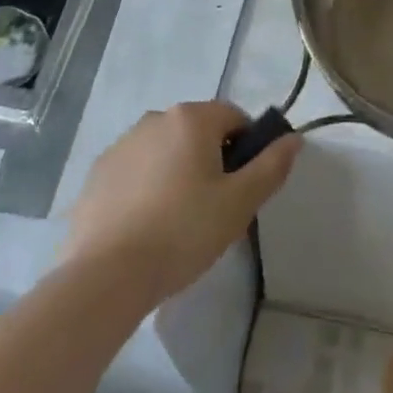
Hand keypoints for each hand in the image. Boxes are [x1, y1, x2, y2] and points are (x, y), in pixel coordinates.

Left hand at [61, 101, 301, 307]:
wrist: (106, 275)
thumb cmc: (182, 232)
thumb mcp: (239, 204)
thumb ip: (271, 167)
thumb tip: (294, 138)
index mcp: (192, 118)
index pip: (234, 117)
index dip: (247, 148)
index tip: (243, 188)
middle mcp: (156, 118)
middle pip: (198, 132)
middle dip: (211, 161)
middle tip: (215, 209)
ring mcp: (122, 143)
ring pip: (165, 150)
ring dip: (178, 172)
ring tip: (178, 223)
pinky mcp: (98, 172)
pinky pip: (136, 171)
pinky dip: (146, 188)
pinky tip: (145, 227)